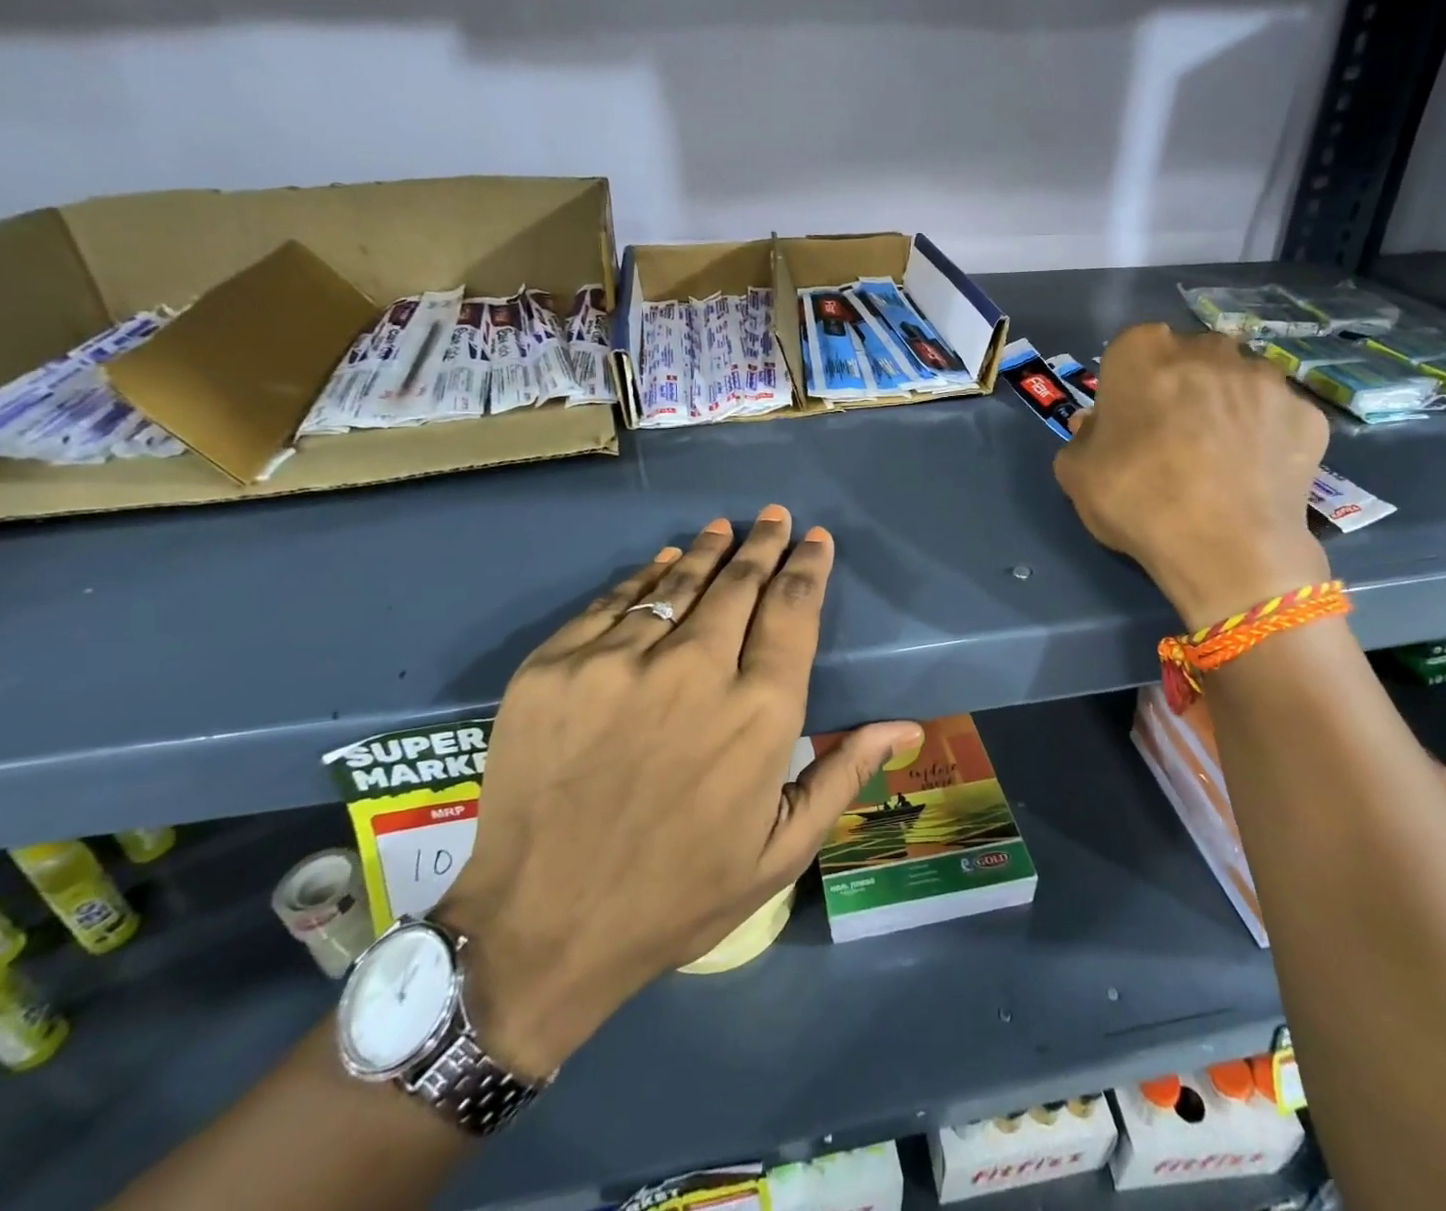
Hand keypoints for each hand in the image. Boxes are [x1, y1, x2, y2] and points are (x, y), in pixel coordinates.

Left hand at [435, 506, 921, 1080]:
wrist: (538, 928)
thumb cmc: (676, 897)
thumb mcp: (779, 852)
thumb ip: (843, 775)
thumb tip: (907, 724)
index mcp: (758, 714)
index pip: (793, 612)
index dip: (808, 567)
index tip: (815, 539)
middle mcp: (695, 670)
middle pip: (739, 584)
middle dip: (763, 545)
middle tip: (774, 518)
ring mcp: (618, 661)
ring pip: (676, 582)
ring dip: (708, 550)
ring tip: (725, 529)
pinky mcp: (557, 665)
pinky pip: (613, 601)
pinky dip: (644, 576)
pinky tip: (661, 563)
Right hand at [1053, 325, 1330, 625]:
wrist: (1225, 546)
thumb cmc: (1137, 498)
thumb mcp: (1076, 473)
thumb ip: (1083, 439)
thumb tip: (1099, 428)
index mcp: (1143, 352)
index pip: (1129, 352)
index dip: (1126, 388)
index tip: (1126, 423)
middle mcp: (1208, 349)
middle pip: (1188, 360)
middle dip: (1179, 388)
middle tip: (1170, 439)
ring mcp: (1266, 378)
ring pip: (1237, 383)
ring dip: (1225, 407)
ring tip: (1217, 459)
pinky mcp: (1308, 413)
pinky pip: (1275, 417)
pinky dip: (1264, 437)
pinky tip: (1252, 474)